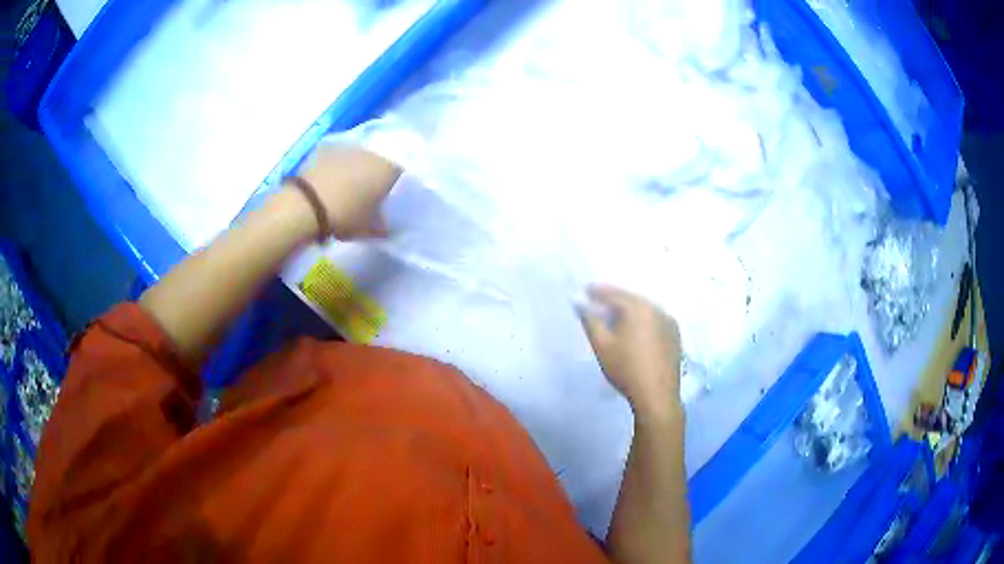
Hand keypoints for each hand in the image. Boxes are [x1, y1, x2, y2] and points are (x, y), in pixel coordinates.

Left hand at [295, 144, 401, 239]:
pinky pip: (338, 157)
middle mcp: (373, 152)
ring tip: (347, 187)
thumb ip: (381, 226)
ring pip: (359, 157)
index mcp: (389, 168)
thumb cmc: (346, 215)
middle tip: (369, 192)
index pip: (402, 169)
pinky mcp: (327, 148)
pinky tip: (330, 182)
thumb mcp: (368, 228)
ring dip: (356, 168)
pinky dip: (337, 167)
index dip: (395, 182)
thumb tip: (386, 227)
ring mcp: (349, 147)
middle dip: (375, 173)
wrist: (306, 205)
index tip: (389, 195)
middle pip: (379, 160)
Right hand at [578, 285, 682, 418]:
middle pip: (631, 299)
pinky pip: (655, 319)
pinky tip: (636, 330)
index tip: (585, 291)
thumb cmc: (626, 369)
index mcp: (638, 308)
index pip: (614, 293)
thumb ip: (590, 321)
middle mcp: (656, 309)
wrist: (657, 395)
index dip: (598, 292)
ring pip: (645, 308)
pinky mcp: (675, 334)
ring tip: (616, 316)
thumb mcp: (602, 345)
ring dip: (630, 309)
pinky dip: (643, 319)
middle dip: (615, 299)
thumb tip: (580, 303)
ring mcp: (669, 321)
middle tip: (599, 302)